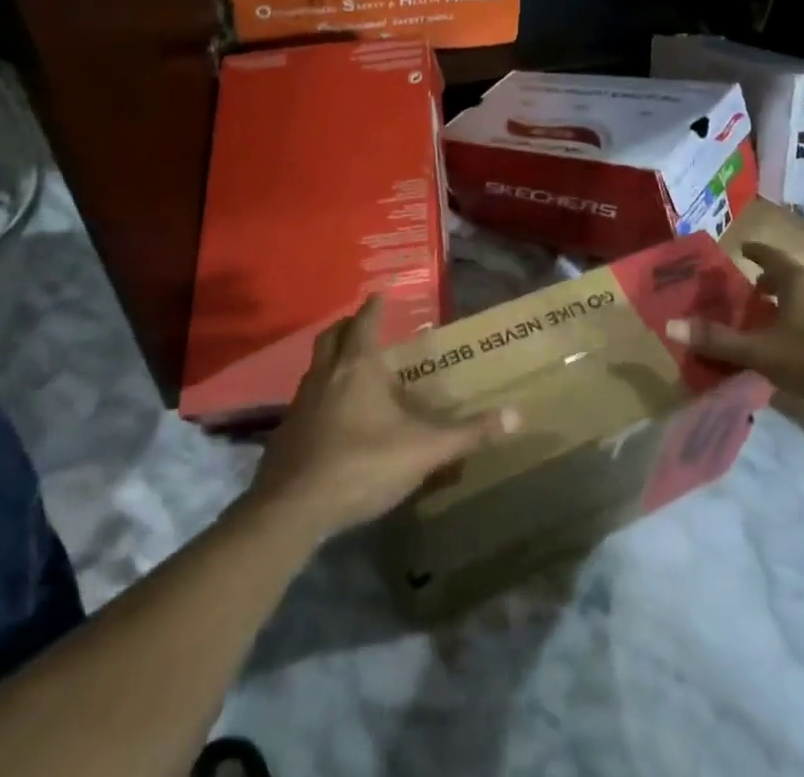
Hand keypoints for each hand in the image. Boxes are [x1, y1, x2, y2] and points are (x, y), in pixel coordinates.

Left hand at [247, 296, 517, 540]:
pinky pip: (305, 400)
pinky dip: (320, 395)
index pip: (366, 321)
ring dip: (332, 360)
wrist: (292, 510)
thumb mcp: (424, 450)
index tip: (381, 293)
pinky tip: (333, 417)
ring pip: (316, 367)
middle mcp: (326, 374)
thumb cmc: (362, 464)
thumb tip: (517, 415)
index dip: (375, 306)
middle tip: (364, 325)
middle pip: (333, 336)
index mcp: (358, 366)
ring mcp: (300, 403)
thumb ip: (469, 433)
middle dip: (348, 326)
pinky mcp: (285, 433)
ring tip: (351, 369)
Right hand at [665, 242, 803, 413]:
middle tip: (748, 291)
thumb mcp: (762, 352)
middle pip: (788, 276)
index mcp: (797, 282)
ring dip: (785, 302)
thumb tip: (671, 324)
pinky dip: (800, 319)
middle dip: (767, 280)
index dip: (754, 251)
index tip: (740, 249)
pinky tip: (794, 344)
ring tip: (768, 318)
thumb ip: (719, 341)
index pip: (770, 255)